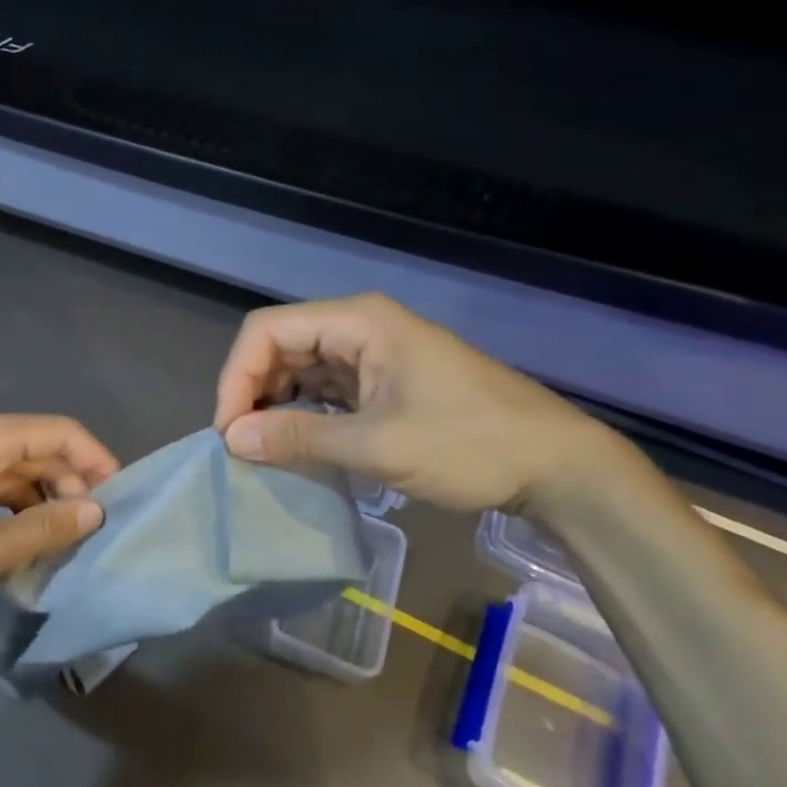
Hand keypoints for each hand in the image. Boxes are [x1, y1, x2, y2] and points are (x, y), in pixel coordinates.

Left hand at [0, 410, 120, 622]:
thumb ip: (47, 528)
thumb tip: (95, 511)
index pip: (60, 432)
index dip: (96, 460)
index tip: (120, 499)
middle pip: (37, 448)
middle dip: (68, 486)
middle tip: (89, 534)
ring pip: (12, 469)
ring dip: (39, 501)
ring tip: (59, 544)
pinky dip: (10, 508)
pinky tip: (20, 543)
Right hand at [212, 294, 613, 513]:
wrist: (556, 465)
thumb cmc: (469, 444)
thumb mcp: (377, 445)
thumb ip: (299, 437)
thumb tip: (232, 439)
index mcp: (357, 321)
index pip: (266, 331)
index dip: (237, 375)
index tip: (229, 430)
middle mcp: (359, 327)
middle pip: (279, 345)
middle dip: (252, 390)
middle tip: (242, 444)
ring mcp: (373, 353)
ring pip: (300, 367)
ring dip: (275, 403)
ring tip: (263, 447)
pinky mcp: (384, 381)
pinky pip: (326, 387)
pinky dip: (304, 412)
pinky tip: (297, 443)